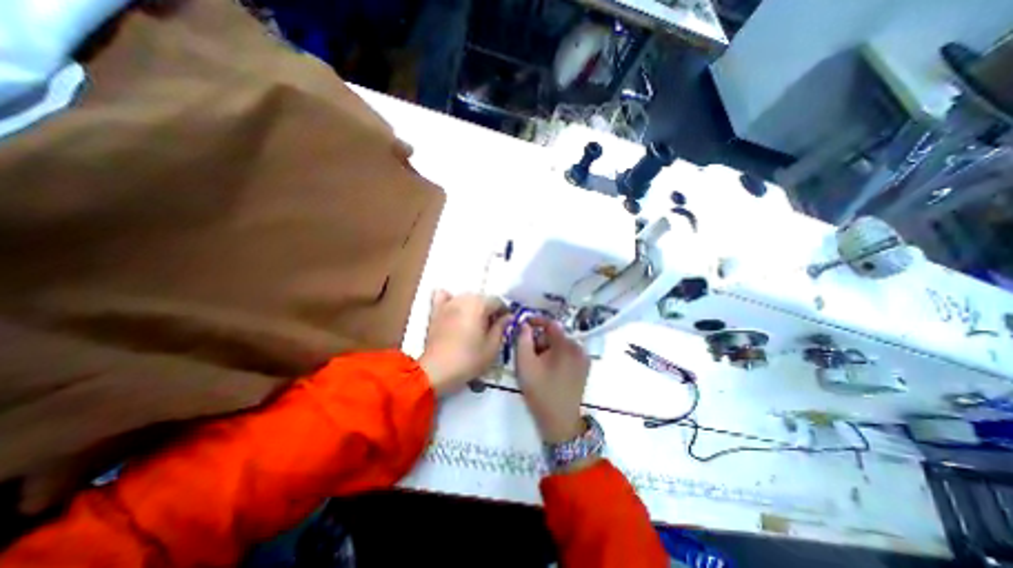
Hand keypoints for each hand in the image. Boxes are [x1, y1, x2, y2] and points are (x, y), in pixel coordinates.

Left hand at [420, 291, 510, 397]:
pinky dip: (450, 300)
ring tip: (474, 324)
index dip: (504, 313)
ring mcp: (447, 303)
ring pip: (466, 298)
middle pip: (482, 299)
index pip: (498, 301)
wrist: (437, 371)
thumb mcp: (492, 347)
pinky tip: (454, 311)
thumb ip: (502, 327)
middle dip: (489, 310)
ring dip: (473, 307)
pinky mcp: (435, 311)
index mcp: (479, 305)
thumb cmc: (468, 359)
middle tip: (491, 328)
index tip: (505, 326)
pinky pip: (444, 296)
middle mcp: (463, 298)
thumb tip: (508, 316)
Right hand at [515, 320, 595, 442]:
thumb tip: (524, 324)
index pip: (551, 324)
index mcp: (566, 346)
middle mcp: (579, 348)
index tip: (523, 325)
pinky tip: (548, 369)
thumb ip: (523, 340)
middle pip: (555, 335)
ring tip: (537, 365)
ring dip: (547, 348)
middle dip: (540, 340)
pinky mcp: (584, 367)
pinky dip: (556, 355)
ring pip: (561, 344)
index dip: (536, 321)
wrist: (560, 421)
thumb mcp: (525, 365)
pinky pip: (567, 353)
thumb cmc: (540, 392)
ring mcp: (584, 358)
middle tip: (528, 354)